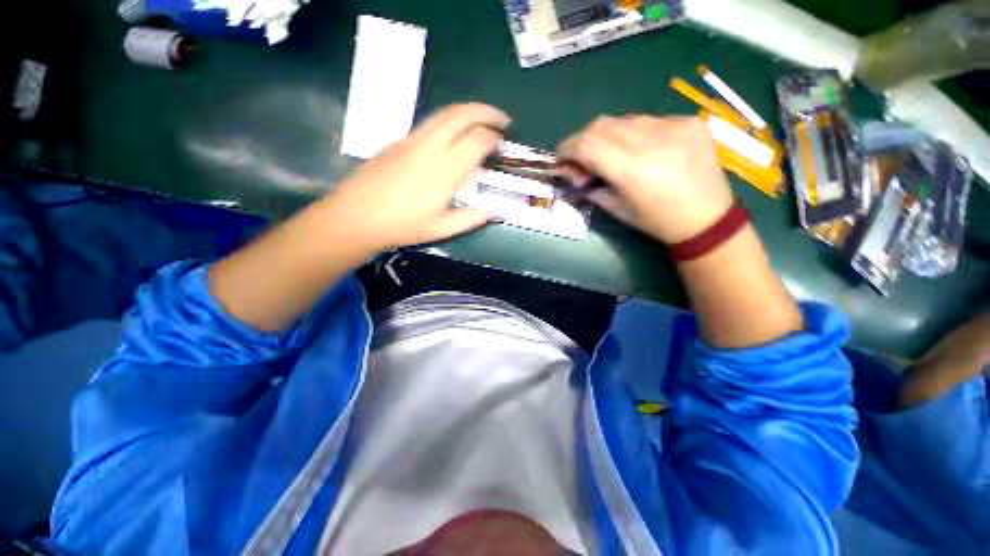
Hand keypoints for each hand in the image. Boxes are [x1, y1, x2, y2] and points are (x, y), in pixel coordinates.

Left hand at [319, 103, 509, 254]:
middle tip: (503, 120)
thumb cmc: (402, 226)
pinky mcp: (401, 139)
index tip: (503, 145)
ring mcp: (413, 139)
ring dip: (470, 111)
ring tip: (484, 120)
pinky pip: (432, 121)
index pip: (477, 141)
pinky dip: (452, 119)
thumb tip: (497, 210)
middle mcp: (430, 147)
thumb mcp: (442, 229)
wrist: (357, 216)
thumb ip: (472, 218)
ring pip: (446, 112)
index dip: (494, 139)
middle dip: (488, 112)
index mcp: (444, 171)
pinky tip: (456, 133)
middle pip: (463, 114)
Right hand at [558, 115, 733, 243]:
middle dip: (583, 140)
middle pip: (601, 125)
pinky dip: (633, 133)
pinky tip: (641, 150)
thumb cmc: (656, 221)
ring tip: (612, 155)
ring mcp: (673, 125)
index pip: (587, 143)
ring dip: (608, 136)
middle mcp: (652, 140)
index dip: (567, 148)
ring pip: (623, 120)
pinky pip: (647, 120)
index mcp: (632, 169)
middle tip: (583, 159)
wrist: (707, 218)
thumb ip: (591, 186)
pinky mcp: (688, 121)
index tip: (561, 158)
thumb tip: (574, 172)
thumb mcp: (616, 209)